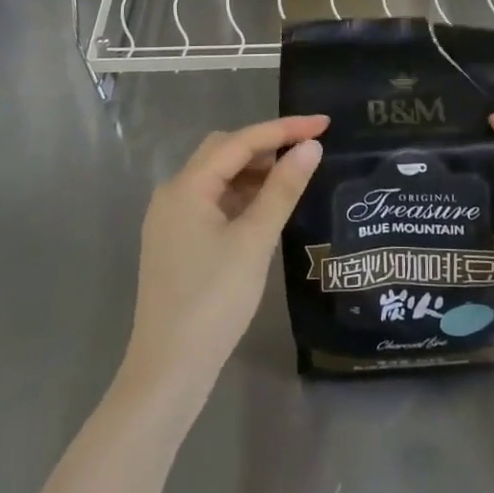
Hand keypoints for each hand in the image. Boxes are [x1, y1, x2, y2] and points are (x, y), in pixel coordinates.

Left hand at [121, 116, 327, 403]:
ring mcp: (172, 219)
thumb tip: (310, 147)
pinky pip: (213, 202)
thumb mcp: (255, 240)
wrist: (169, 369)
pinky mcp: (177, 242)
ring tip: (295, 177)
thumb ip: (283, 189)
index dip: (284, 129)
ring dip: (255, 171)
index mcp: (187, 187)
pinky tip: (267, 208)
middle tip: (309, 151)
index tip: (324, 123)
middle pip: (224, 151)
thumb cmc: (214, 300)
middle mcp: (173, 194)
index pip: (240, 141)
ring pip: (219, 178)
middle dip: (267, 145)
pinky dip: (242, 196)